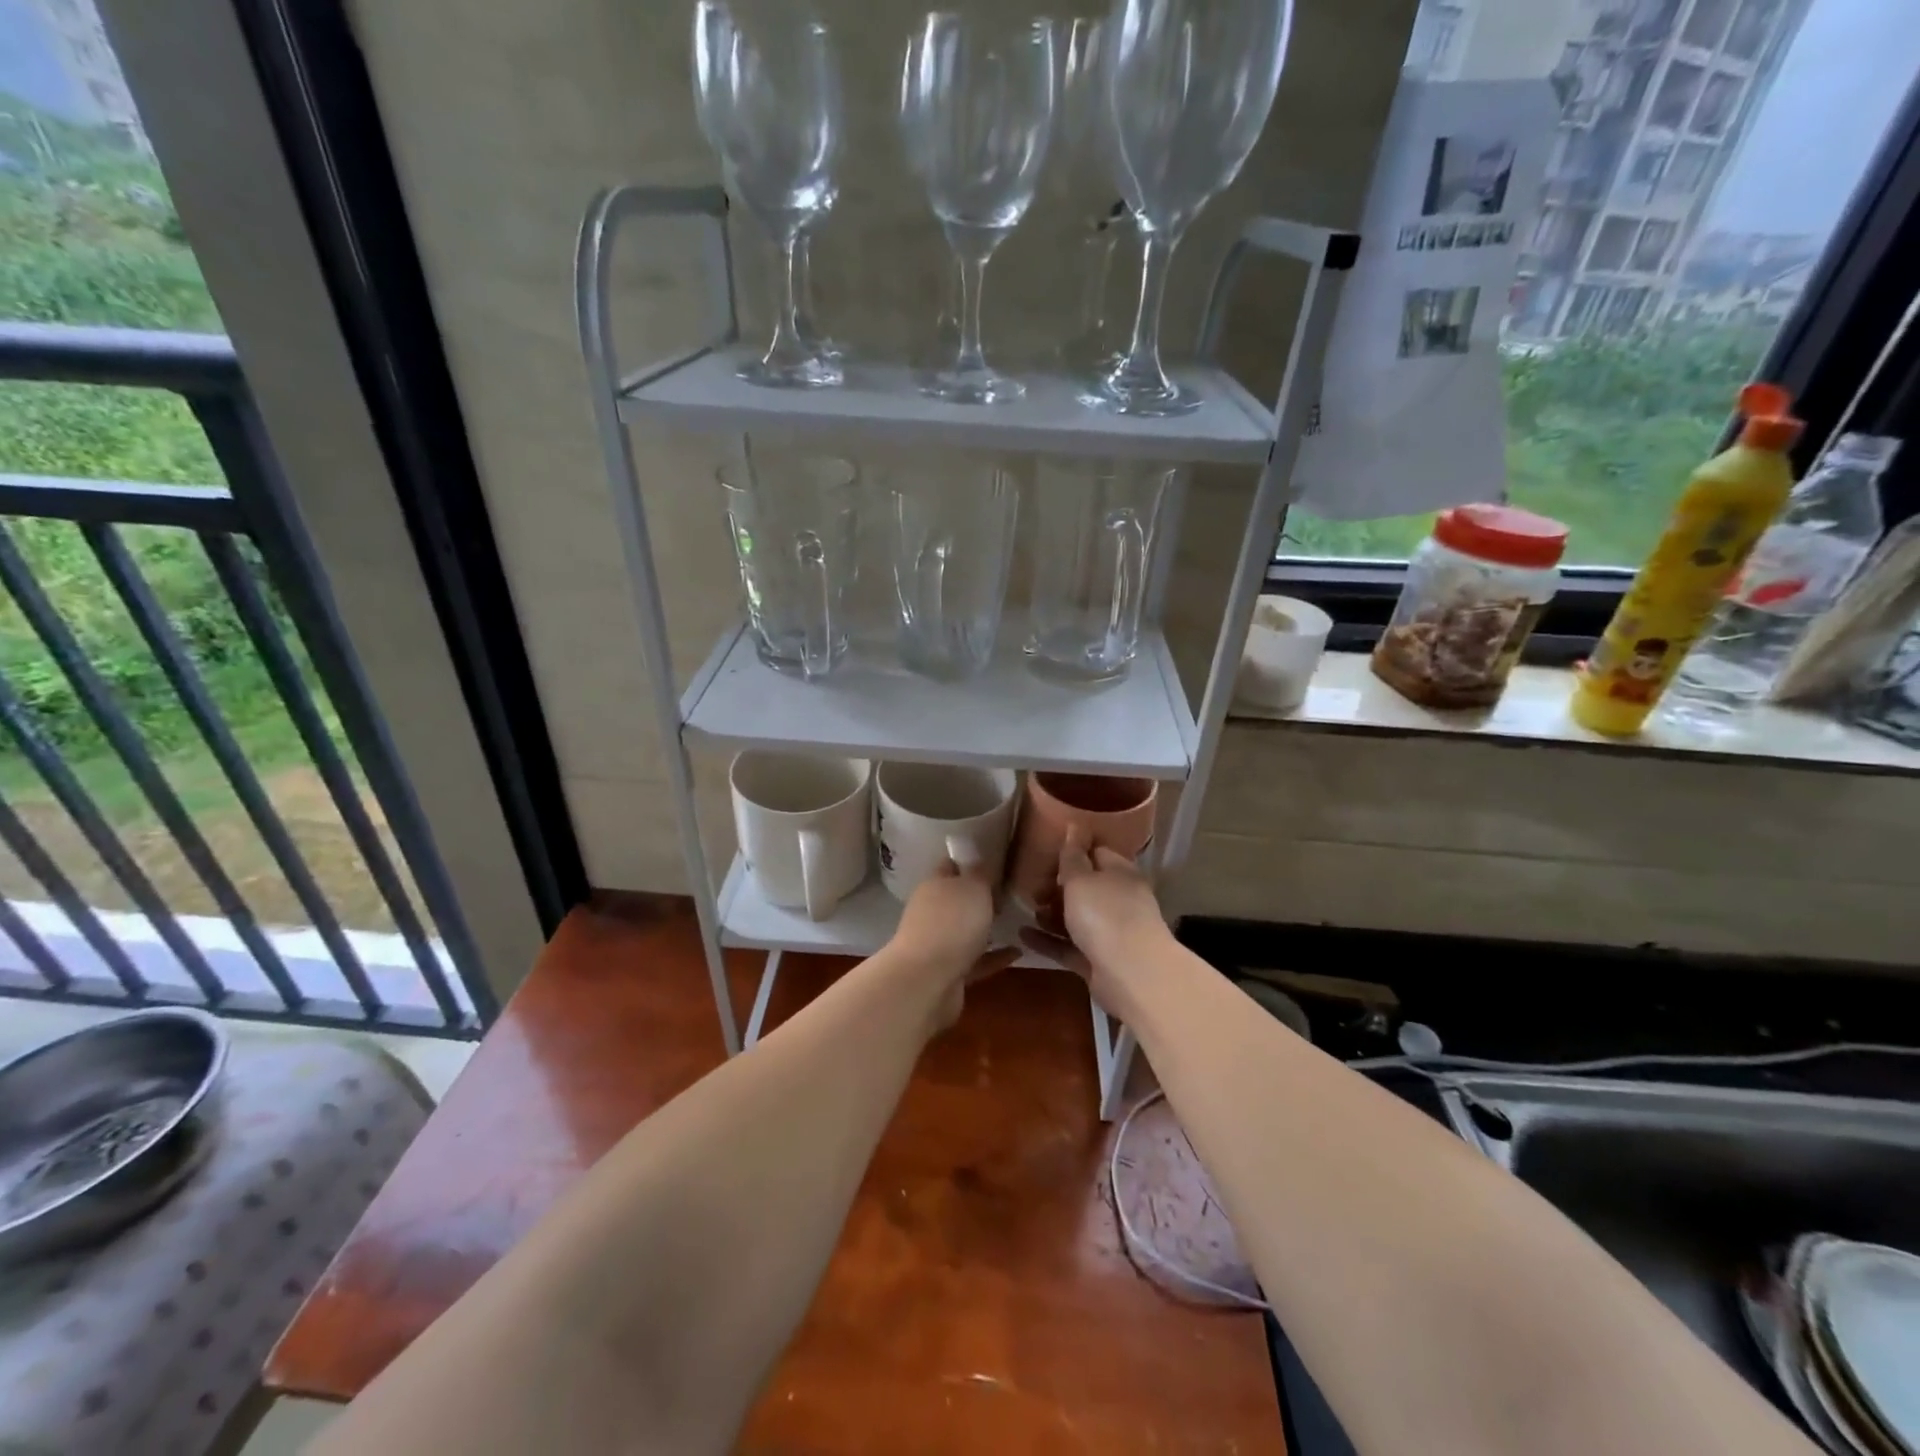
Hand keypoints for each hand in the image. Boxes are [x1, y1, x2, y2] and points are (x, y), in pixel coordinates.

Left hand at [887, 861, 1017, 1031]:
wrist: (928, 981)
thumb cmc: (952, 924)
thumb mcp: (974, 887)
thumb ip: (980, 873)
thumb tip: (979, 861)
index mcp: (934, 885)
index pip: (951, 865)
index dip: (970, 861)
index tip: (997, 860)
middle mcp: (932, 911)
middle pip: (958, 900)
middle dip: (981, 898)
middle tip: (1012, 894)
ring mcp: (938, 944)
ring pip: (966, 931)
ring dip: (987, 929)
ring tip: (1017, 923)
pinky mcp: (948, 973)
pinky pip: (976, 961)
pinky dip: (994, 957)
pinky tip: (1017, 953)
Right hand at [1019, 827, 1169, 1014]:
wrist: (1131, 974)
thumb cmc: (1105, 915)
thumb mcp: (1081, 879)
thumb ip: (1073, 856)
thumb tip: (1075, 827)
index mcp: (1120, 873)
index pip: (1097, 853)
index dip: (1073, 852)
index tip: (1046, 854)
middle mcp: (1118, 900)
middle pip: (1085, 887)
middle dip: (1057, 886)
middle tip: (1031, 886)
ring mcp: (1109, 932)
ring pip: (1076, 918)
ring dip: (1051, 914)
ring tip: (1027, 909)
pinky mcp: (1097, 960)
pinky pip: (1068, 945)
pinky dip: (1048, 940)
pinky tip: (1022, 935)